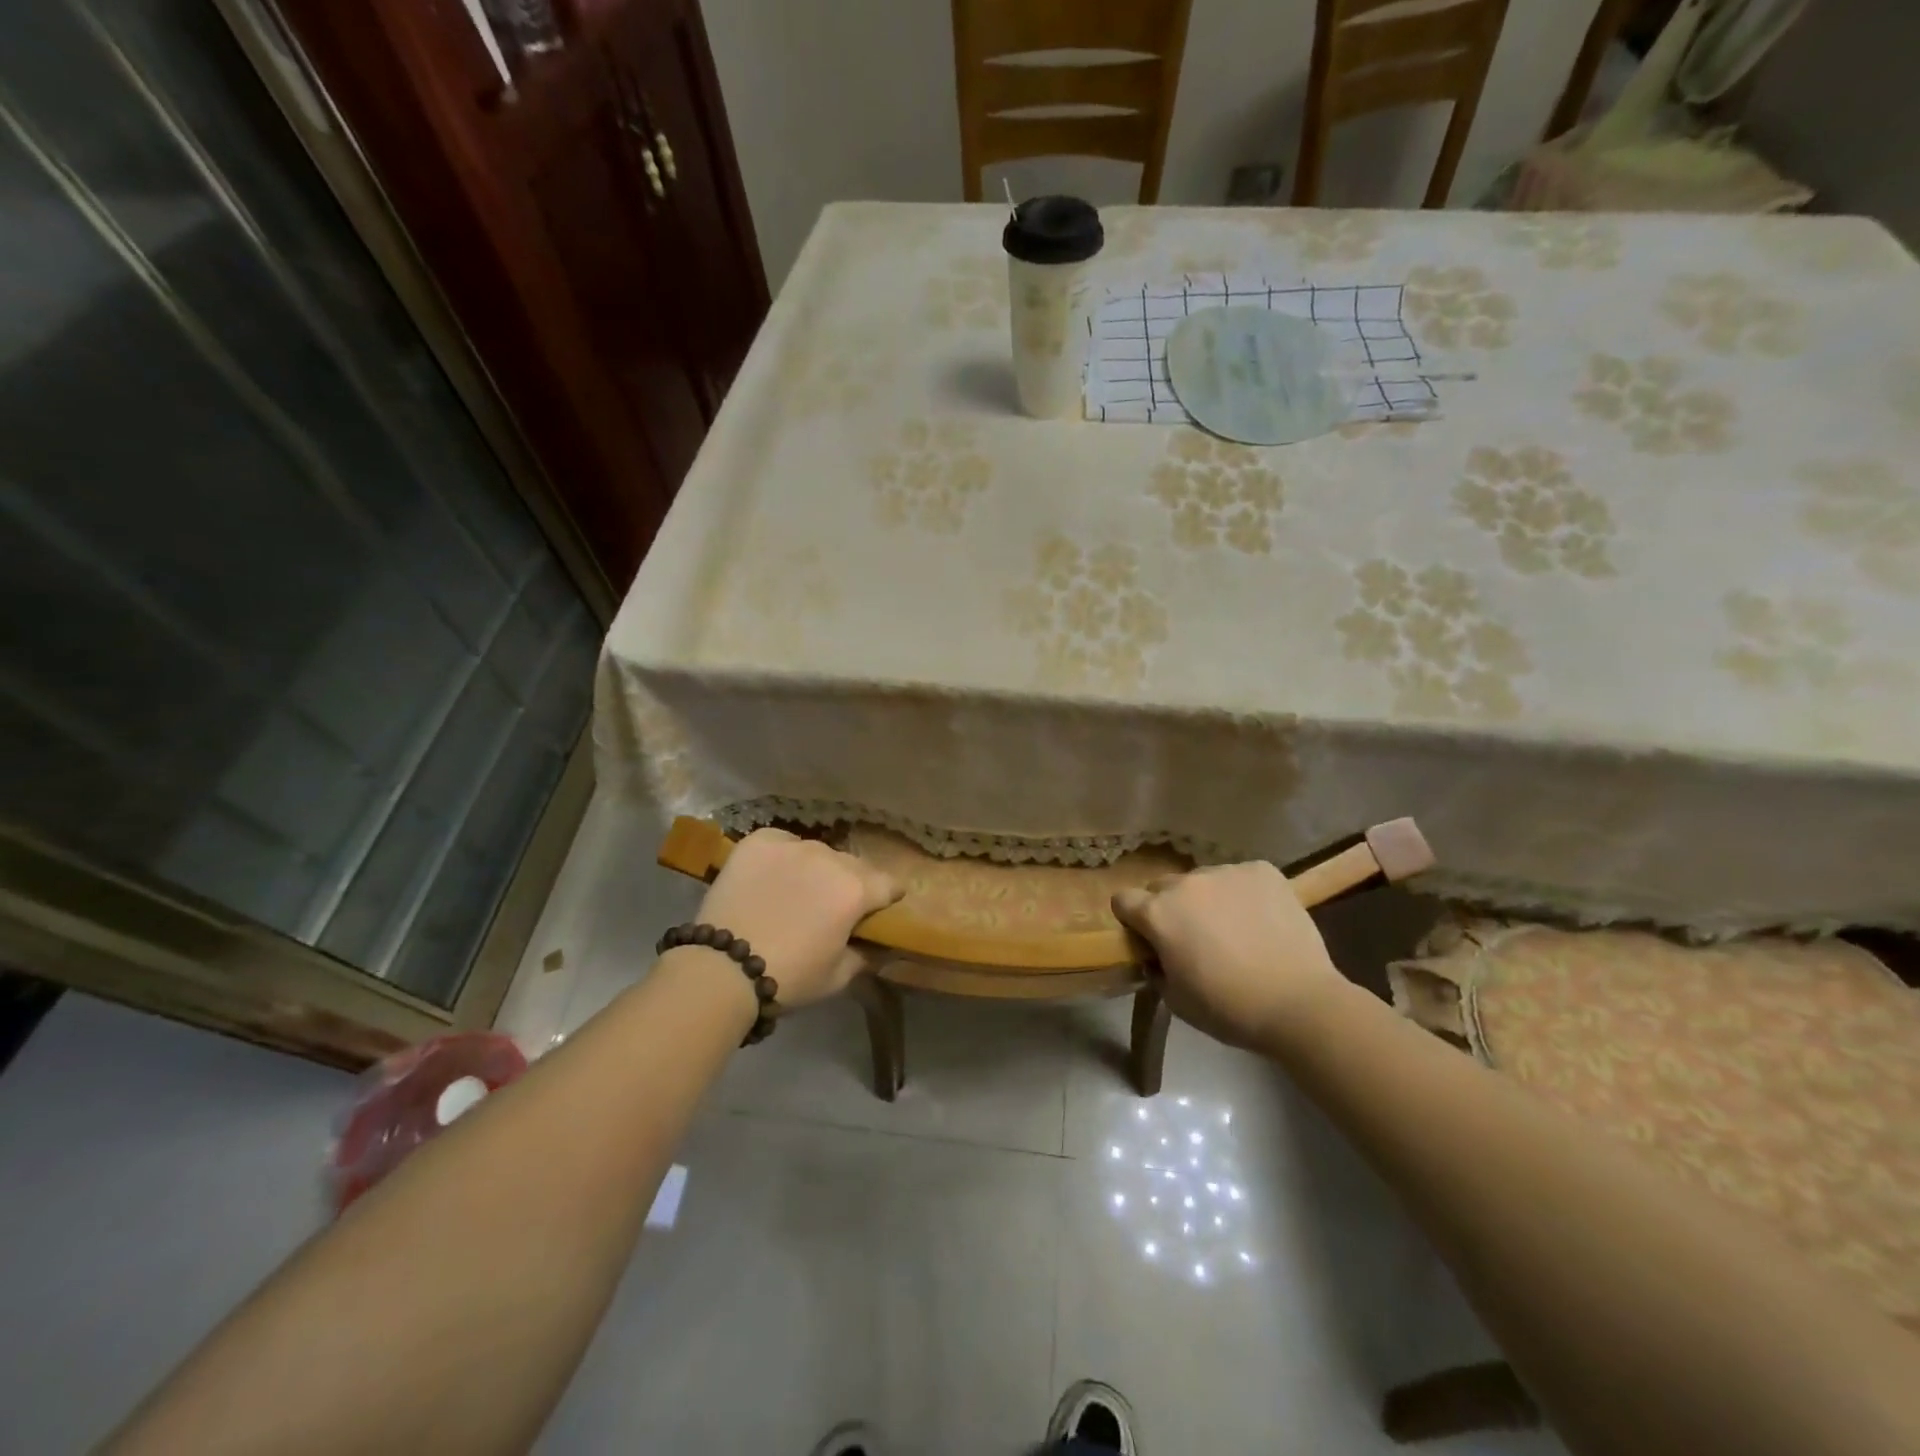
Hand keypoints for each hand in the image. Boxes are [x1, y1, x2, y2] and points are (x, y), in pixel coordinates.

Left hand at [690, 829, 900, 1009]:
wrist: (721, 969)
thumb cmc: (788, 978)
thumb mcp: (838, 977)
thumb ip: (865, 955)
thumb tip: (876, 946)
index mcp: (856, 890)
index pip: (890, 884)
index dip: (888, 898)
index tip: (880, 910)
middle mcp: (830, 859)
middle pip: (854, 865)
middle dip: (852, 883)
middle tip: (834, 907)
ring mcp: (792, 845)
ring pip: (818, 852)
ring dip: (817, 869)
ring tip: (799, 891)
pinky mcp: (758, 841)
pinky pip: (783, 842)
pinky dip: (783, 855)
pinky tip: (771, 876)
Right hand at [1111, 862, 1342, 1050]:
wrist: (1299, 1003)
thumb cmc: (1229, 1008)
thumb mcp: (1176, 1000)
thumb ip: (1157, 970)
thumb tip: (1159, 957)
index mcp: (1158, 913)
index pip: (1123, 900)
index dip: (1132, 920)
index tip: (1148, 939)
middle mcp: (1186, 883)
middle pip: (1163, 887)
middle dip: (1170, 908)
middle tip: (1194, 938)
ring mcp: (1226, 872)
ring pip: (1204, 880)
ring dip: (1208, 899)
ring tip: (1235, 929)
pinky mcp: (1262, 870)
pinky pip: (1241, 877)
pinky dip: (1244, 893)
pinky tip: (1261, 919)